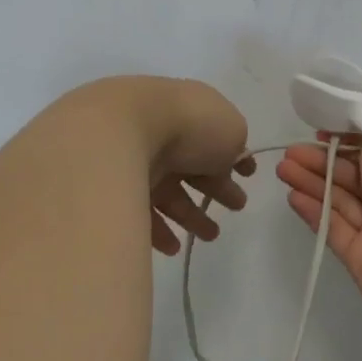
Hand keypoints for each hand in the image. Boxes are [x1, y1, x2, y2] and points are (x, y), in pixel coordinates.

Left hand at [66, 77, 256, 255]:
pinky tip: (175, 246)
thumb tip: (231, 156)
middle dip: (218, 187)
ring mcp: (134, 160)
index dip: (234, 156)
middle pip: (193, 166)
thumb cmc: (187, 124)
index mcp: (190, 114)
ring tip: (212, 236)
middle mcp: (161, 135)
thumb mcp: (231, 128)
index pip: (215, 137)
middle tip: (238, 206)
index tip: (249, 176)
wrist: (118, 132)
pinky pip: (138, 213)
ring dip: (192, 215)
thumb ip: (236, 143)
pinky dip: (158, 231)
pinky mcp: (112, 189)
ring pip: (168, 192)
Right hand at [275, 139, 361, 353]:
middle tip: (293, 150)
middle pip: (357, 177)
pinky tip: (293, 195)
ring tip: (284, 166)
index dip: (355, 142)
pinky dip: (315, 212)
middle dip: (326, 161)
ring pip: (341, 200)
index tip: (326, 130)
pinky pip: (334, 228)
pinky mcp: (359, 256)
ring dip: (314, 182)